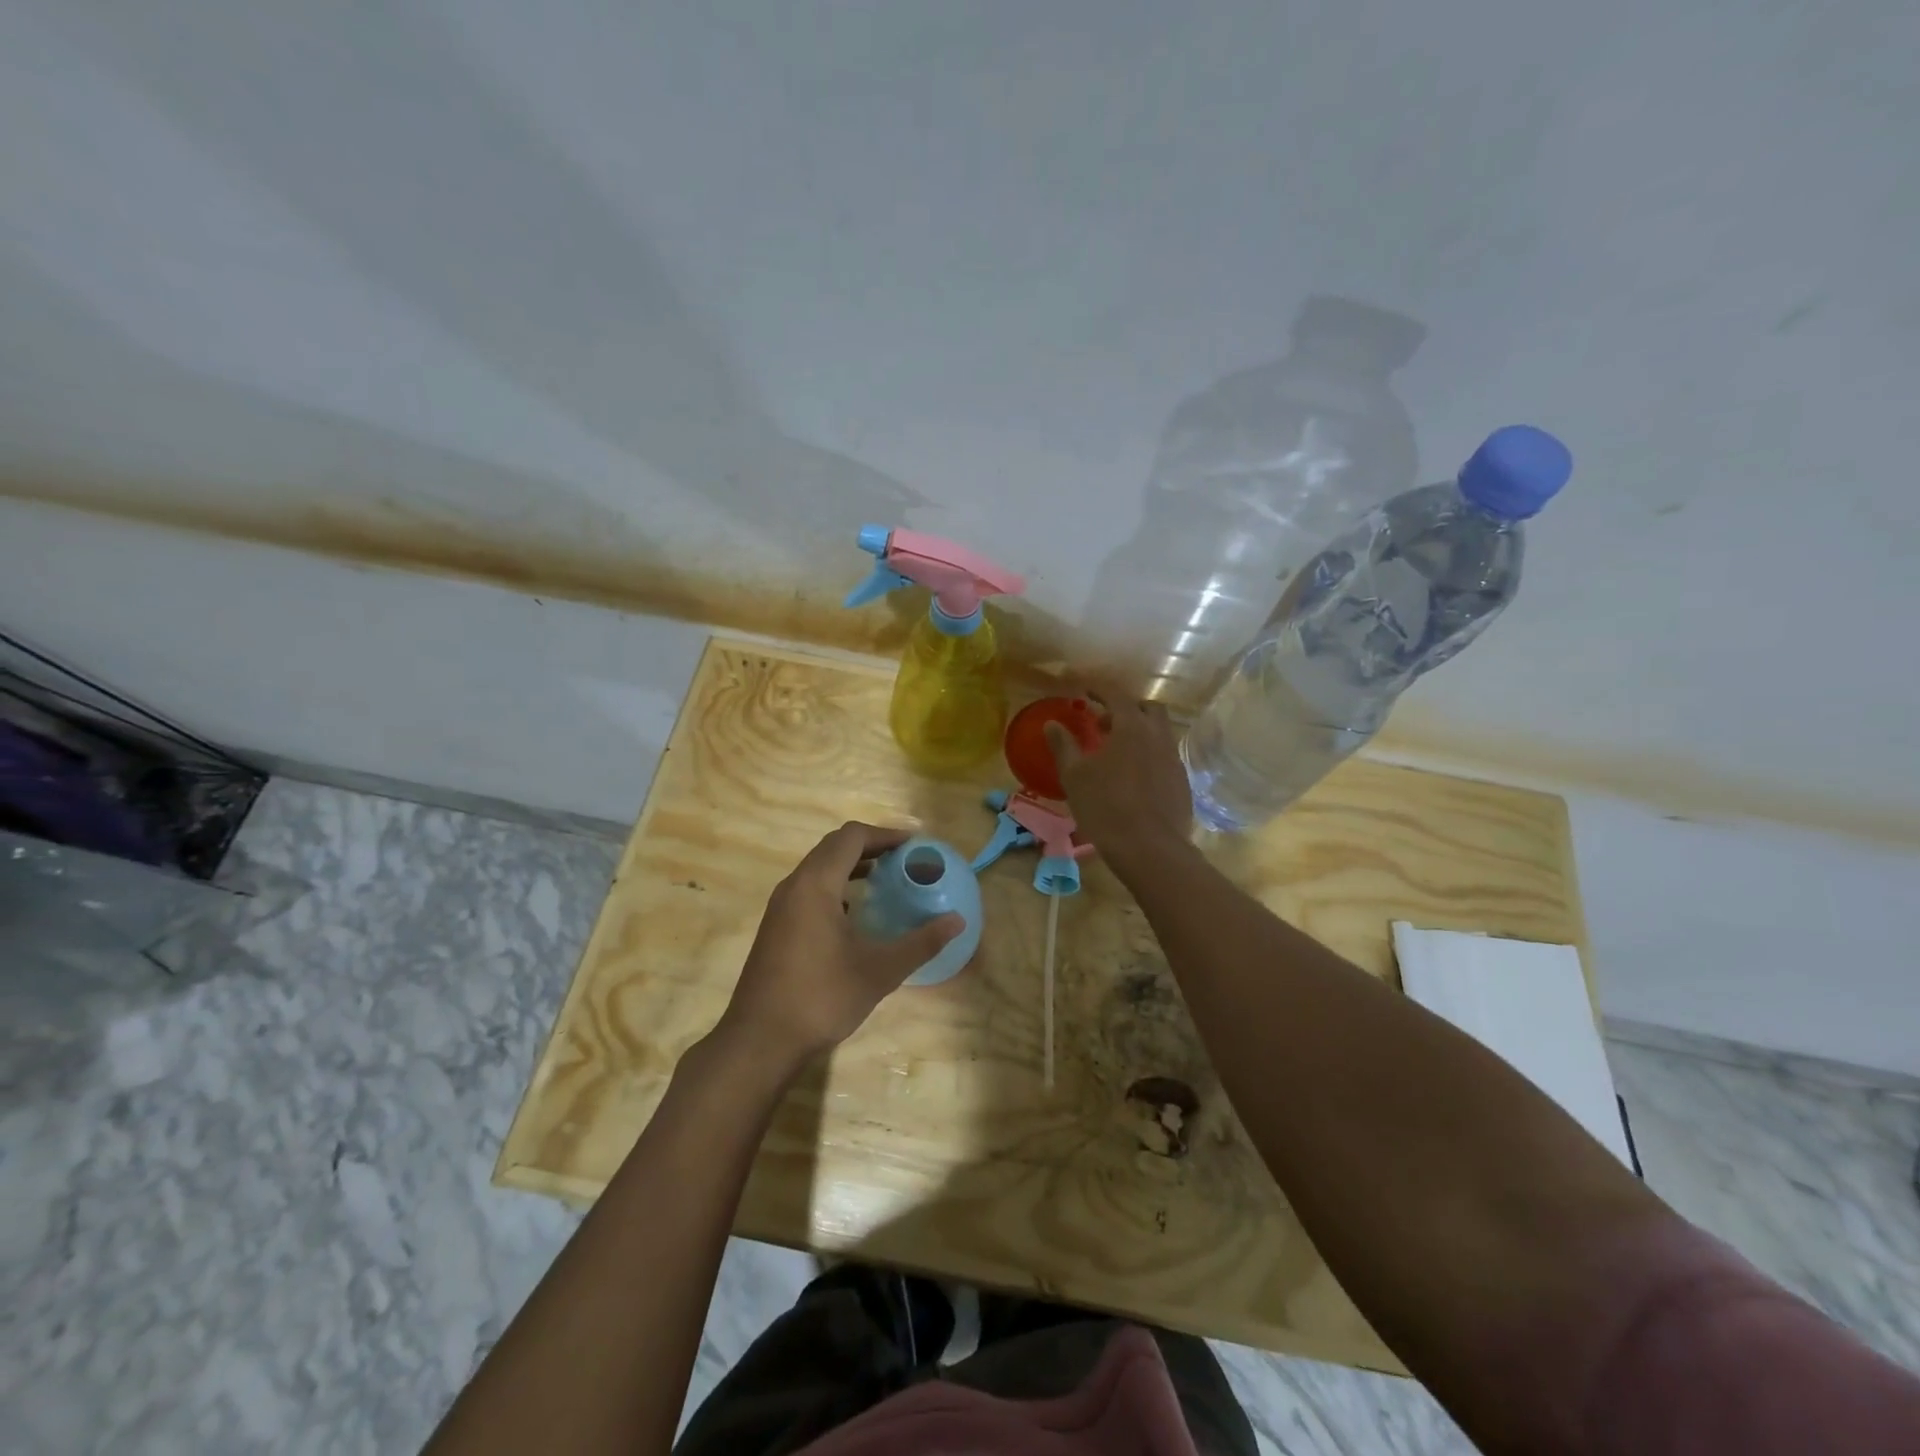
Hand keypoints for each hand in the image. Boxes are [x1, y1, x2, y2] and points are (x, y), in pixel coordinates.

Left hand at [715, 822, 961, 1071]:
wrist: (760, 1041)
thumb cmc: (821, 998)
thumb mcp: (880, 971)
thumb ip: (921, 943)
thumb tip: (958, 921)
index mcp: (816, 884)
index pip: (852, 837)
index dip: (886, 835)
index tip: (915, 846)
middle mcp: (794, 886)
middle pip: (834, 847)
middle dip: (872, 847)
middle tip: (905, 861)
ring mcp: (781, 906)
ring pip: (819, 868)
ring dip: (853, 866)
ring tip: (887, 881)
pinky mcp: (776, 926)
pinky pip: (810, 888)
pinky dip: (837, 886)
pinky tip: (857, 913)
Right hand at [1045, 688, 1191, 866]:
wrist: (1149, 849)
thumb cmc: (1105, 807)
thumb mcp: (1074, 776)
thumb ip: (1063, 746)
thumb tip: (1052, 723)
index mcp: (1132, 727)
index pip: (1117, 695)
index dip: (1099, 690)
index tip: (1085, 691)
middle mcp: (1158, 736)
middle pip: (1148, 709)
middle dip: (1127, 708)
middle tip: (1104, 723)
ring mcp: (1174, 759)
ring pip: (1160, 733)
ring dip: (1140, 732)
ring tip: (1117, 752)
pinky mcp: (1182, 782)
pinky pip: (1165, 757)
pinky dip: (1150, 755)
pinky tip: (1134, 777)